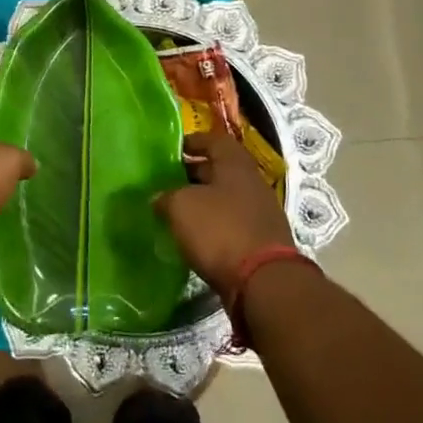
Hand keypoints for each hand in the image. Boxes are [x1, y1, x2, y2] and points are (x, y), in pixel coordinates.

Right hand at [155, 132, 293, 293]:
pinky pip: (230, 223)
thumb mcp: (181, 206)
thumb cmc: (220, 230)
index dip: (191, 142)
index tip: (170, 151)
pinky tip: (193, 236)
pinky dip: (212, 226)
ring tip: (174, 211)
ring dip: (201, 202)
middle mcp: (251, 182)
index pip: (213, 140)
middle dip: (192, 174)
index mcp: (235, 163)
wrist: (263, 282)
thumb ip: (166, 196)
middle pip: (219, 170)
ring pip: (224, 198)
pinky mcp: (260, 241)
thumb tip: (159, 198)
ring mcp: (259, 212)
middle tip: (165, 182)